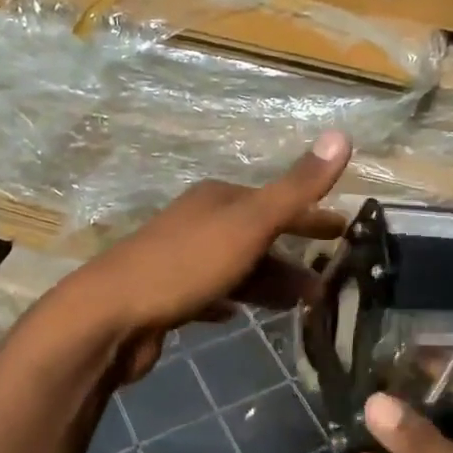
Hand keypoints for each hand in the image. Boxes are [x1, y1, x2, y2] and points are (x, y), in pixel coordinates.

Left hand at [45, 131, 352, 383]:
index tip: (343, 231)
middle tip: (329, 279)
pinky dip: (234, 299)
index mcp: (218, 199)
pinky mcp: (167, 296)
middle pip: (258, 235)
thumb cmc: (185, 265)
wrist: (109, 317)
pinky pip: (212, 293)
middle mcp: (198, 222)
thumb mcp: (249, 224)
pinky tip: (242, 314)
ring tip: (303, 304)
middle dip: (294, 254)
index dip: (312, 215)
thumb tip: (342, 135)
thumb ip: (296, 187)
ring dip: (271, 281)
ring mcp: (180, 259)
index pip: (277, 201)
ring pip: (239, 266)